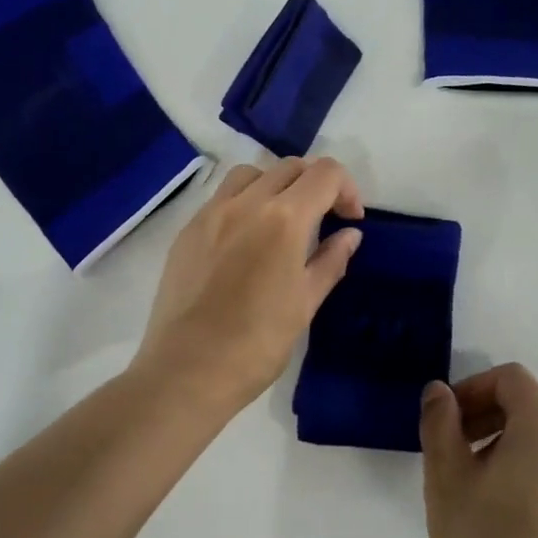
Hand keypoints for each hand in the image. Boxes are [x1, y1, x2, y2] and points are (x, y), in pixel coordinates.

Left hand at [133, 157, 364, 416]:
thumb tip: (350, 235)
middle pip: (290, 167)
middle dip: (315, 185)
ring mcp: (211, 213)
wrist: (188, 370)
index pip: (325, 173)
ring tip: (281, 222)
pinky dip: (244, 203)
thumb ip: (330, 261)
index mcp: (284, 219)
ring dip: (276, 185)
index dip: (347, 189)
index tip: (349, 220)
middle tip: (323, 220)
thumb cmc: (257, 343)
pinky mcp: (187, 230)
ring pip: (251, 174)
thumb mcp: (305, 304)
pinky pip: (221, 198)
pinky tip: (246, 241)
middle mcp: (246, 203)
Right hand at [420, 364, 537, 537]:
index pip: (512, 378)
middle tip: (461, 445)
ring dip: (517, 438)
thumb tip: (440, 391)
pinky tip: (513, 512)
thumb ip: (440, 425)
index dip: (474, 388)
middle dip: (495, 410)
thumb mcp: (446, 481)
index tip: (447, 421)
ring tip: (483, 481)